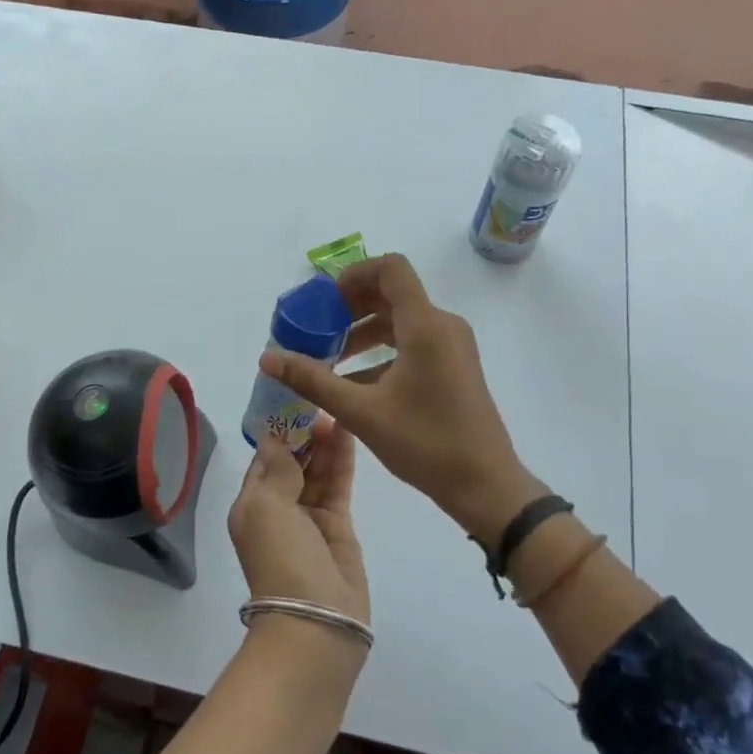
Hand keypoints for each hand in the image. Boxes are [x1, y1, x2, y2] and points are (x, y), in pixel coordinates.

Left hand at [227, 417, 369, 626]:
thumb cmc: (280, 557)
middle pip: (292, 464)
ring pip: (317, 472)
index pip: (264, 461)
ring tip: (337, 408)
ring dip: (323, 443)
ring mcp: (310, 519)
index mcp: (251, 506)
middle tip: (321, 399)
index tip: (292, 400)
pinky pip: (337, 486)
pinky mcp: (339, 527)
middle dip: (303, 435)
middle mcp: (278, 510)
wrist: (316, 619)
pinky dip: (341, 461)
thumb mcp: (267, 507)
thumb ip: (277, 470)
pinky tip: (347, 433)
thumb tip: (272, 437)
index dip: (278, 433)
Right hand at [260, 254, 544, 544]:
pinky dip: (382, 352)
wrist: (485, 485)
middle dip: (350, 308)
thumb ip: (312, 380)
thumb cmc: (425, 443)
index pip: (390, 268)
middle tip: (317, 332)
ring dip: (363, 332)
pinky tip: (355, 383)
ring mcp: (451, 347)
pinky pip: (412, 343)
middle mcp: (442, 326)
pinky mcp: (453, 367)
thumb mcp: (360, 411)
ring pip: (400, 320)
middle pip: (391, 294)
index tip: (324, 303)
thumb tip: (267, 358)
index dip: (353, 275)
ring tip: (330, 359)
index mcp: (425, 325)